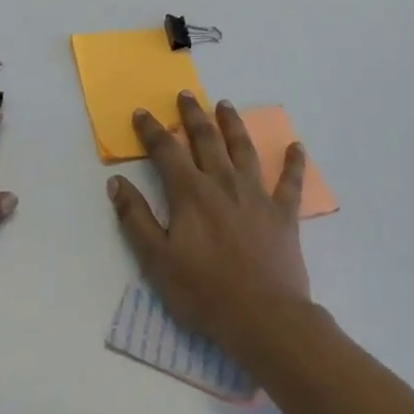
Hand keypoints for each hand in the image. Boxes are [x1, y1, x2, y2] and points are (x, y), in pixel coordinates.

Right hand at [107, 91, 310, 359]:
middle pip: (206, 139)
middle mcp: (222, 183)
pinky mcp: (283, 214)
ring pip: (243, 150)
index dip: (152, 130)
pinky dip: (294, 163)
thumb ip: (135, 218)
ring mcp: (256, 195)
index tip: (142, 113)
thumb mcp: (156, 260)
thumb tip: (116, 182)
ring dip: (233, 125)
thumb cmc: (204, 292)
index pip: (166, 151)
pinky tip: (297, 147)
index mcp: (190, 193)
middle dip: (193, 115)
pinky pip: (290, 183)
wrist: (263, 318)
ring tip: (226, 105)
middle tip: (186, 95)